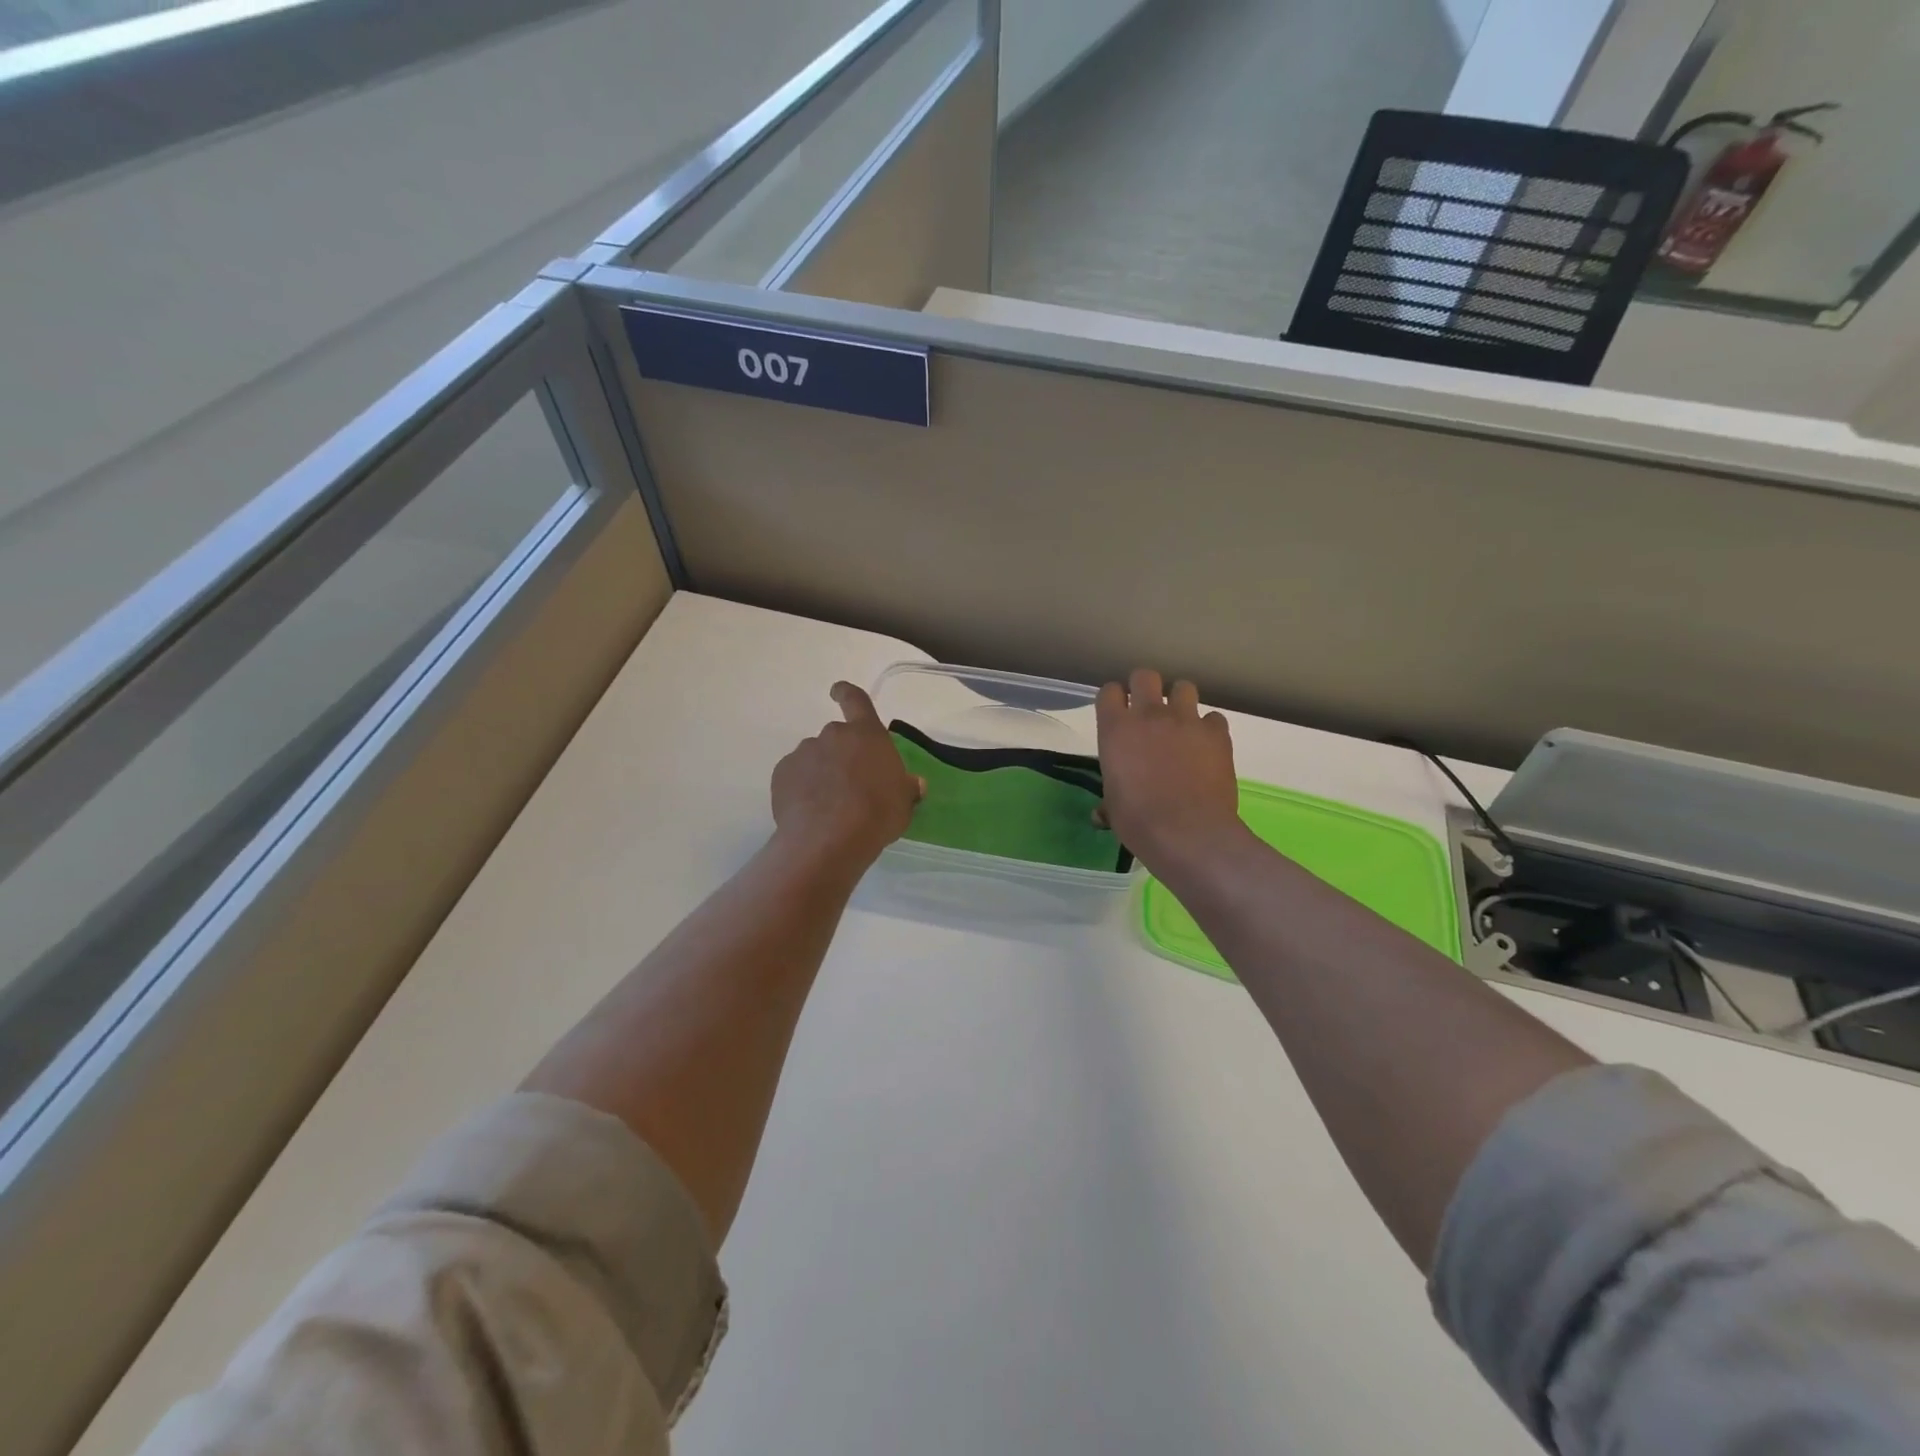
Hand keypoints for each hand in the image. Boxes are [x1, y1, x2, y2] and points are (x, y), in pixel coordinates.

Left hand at [770, 682, 924, 867]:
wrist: (828, 840)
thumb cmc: (876, 814)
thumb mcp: (903, 803)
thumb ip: (906, 787)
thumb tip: (913, 783)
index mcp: (866, 735)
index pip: (856, 700)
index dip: (846, 693)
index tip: (837, 692)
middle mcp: (833, 736)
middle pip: (836, 737)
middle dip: (841, 756)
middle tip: (850, 785)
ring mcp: (803, 753)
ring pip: (814, 758)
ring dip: (821, 773)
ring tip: (828, 805)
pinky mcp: (781, 774)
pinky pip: (795, 776)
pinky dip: (801, 788)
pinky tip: (809, 812)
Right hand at [1096, 669, 1242, 868]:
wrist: (1188, 832)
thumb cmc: (1139, 822)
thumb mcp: (1114, 808)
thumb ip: (1109, 800)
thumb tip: (1101, 814)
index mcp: (1116, 729)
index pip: (1109, 692)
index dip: (1114, 700)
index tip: (1118, 713)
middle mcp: (1149, 715)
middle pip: (1145, 676)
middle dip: (1146, 688)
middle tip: (1148, 711)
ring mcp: (1186, 720)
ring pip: (1184, 687)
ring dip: (1180, 702)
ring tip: (1181, 724)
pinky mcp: (1217, 733)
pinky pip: (1213, 718)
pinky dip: (1209, 729)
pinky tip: (1206, 748)